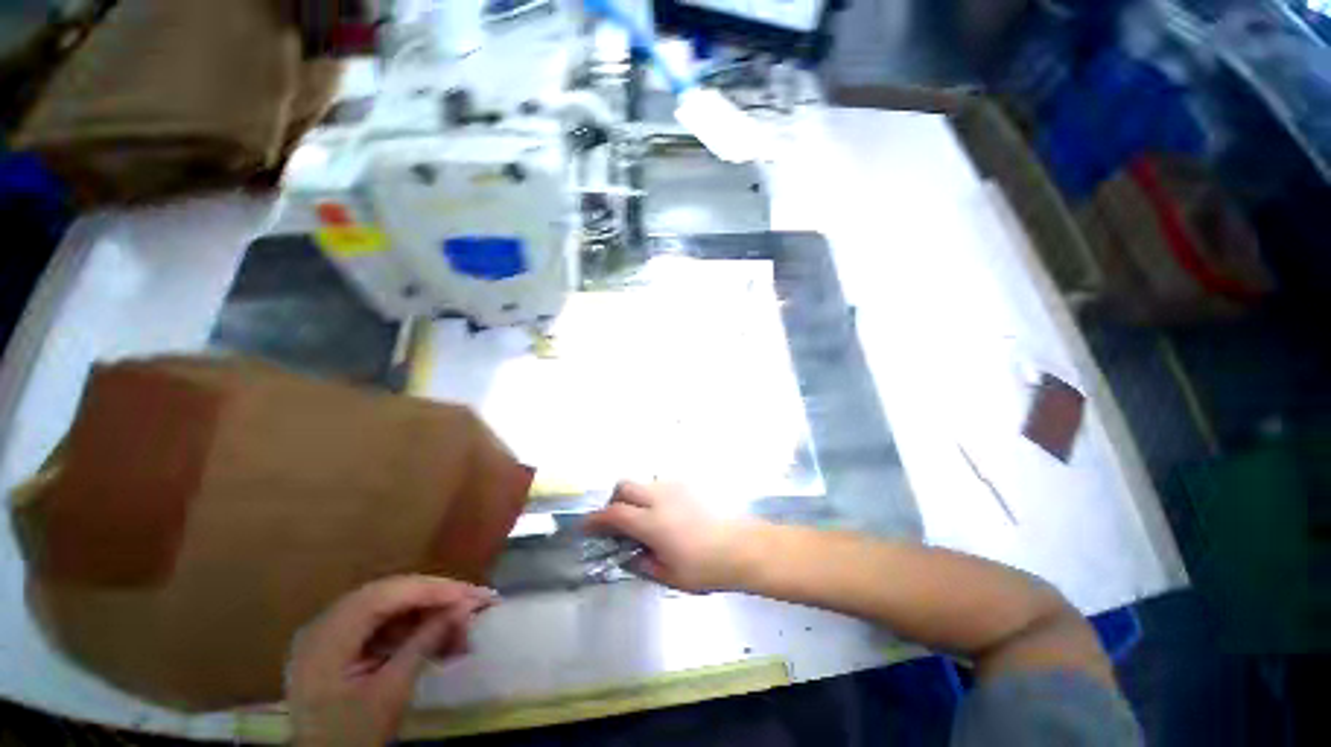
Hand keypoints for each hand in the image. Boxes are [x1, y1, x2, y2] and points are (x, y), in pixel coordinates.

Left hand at [287, 575, 496, 746]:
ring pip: (389, 606)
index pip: (384, 596)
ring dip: (426, 613)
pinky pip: (382, 622)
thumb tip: (464, 608)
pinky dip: (412, 627)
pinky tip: (438, 636)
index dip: (429, 590)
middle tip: (472, 601)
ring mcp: (330, 632)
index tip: (469, 594)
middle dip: (434, 597)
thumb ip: (424, 644)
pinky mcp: (340, 643)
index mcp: (326, 637)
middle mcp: (324, 624)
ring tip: (461, 624)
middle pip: (388, 595)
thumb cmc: (351, 735)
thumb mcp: (390, 694)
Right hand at [583, 482, 756, 591]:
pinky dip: (654, 496)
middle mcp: (659, 498)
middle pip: (624, 486)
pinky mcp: (689, 485)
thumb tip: (627, 555)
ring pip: (644, 483)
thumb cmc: (705, 567)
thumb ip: (642, 563)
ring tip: (645, 519)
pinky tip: (667, 514)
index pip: (613, 514)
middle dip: (614, 501)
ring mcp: (675, 487)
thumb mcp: (669, 576)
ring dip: (635, 497)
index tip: (586, 526)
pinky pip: (662, 485)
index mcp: (651, 522)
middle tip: (617, 521)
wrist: (742, 547)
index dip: (595, 519)